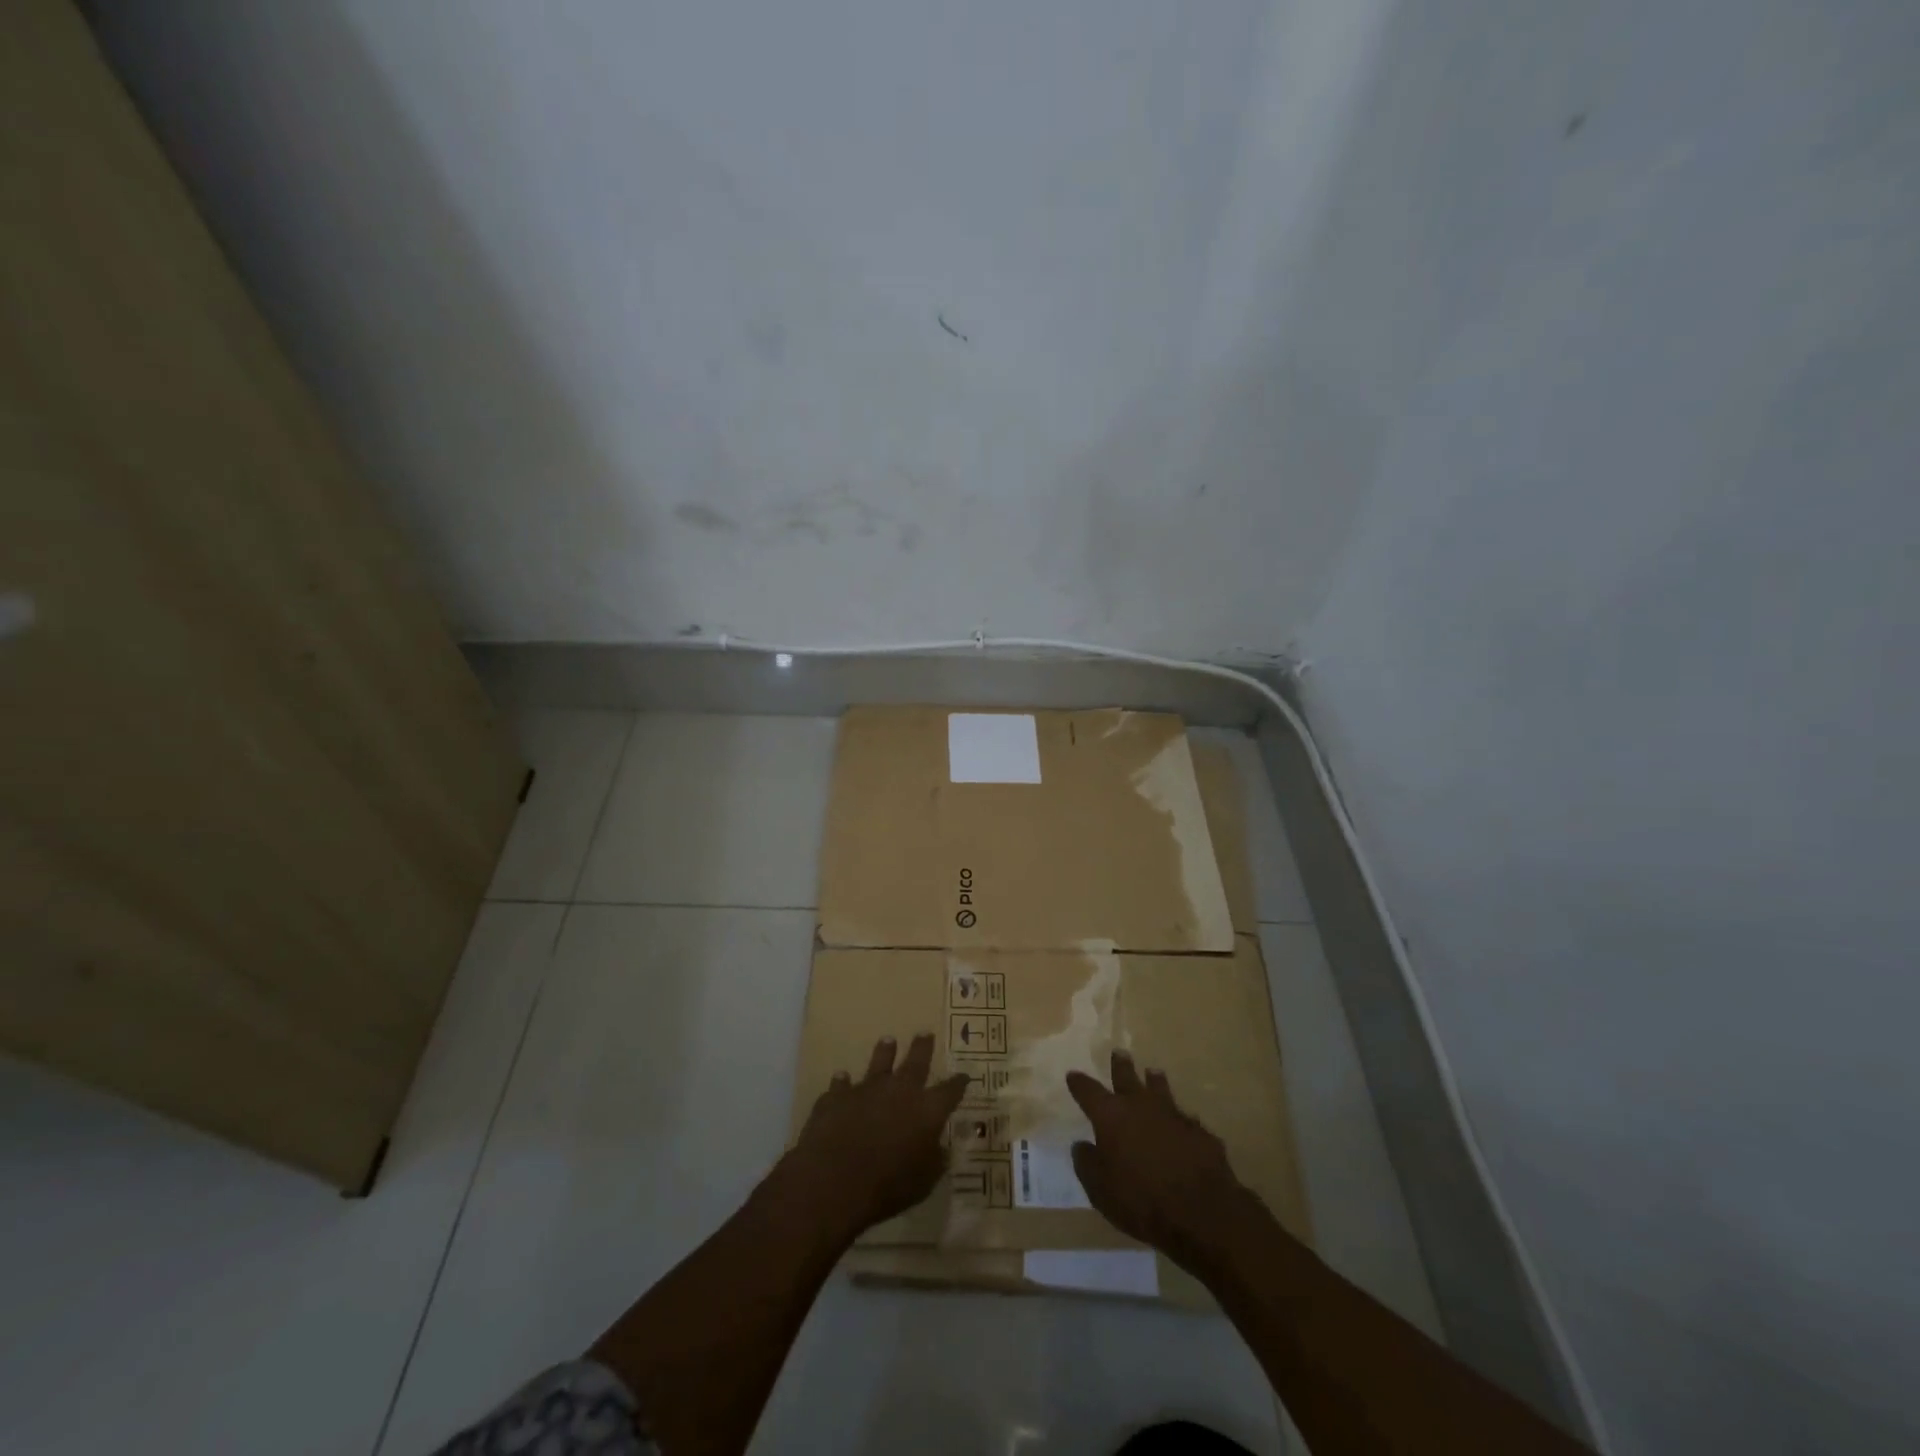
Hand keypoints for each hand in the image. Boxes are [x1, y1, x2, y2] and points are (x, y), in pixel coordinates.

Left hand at [787, 1034, 968, 1240]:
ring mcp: (866, 1089)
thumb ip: (935, 1161)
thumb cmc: (888, 1186)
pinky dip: (843, 1082)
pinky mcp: (837, 1097)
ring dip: (884, 1052)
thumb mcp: (924, 1182)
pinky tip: (841, 1079)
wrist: (835, 1180)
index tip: (964, 1075)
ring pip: (879, 1063)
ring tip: (888, 1040)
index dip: (958, 1083)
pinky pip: (841, 1085)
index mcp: (927, 1109)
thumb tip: (942, 1149)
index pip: (950, 1091)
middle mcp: (899, 1090)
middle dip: (922, 1048)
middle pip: (916, 1061)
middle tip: (925, 1033)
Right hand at [1066, 1050, 1258, 1267]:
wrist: (1201, 1211)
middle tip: (1119, 1052)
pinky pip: (1185, 1119)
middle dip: (1121, 1066)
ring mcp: (1173, 1115)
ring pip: (1160, 1090)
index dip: (1079, 1083)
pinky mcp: (1199, 1132)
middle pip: (1127, 1078)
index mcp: (1111, 1116)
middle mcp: (1140, 1106)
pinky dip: (1180, 1119)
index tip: (1073, 1075)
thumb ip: (1087, 1163)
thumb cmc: (1141, 1200)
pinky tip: (1183, 1122)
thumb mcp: (1100, 1189)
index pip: (1089, 1092)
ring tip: (1153, 1073)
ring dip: (1154, 1081)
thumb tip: (1081, 1145)